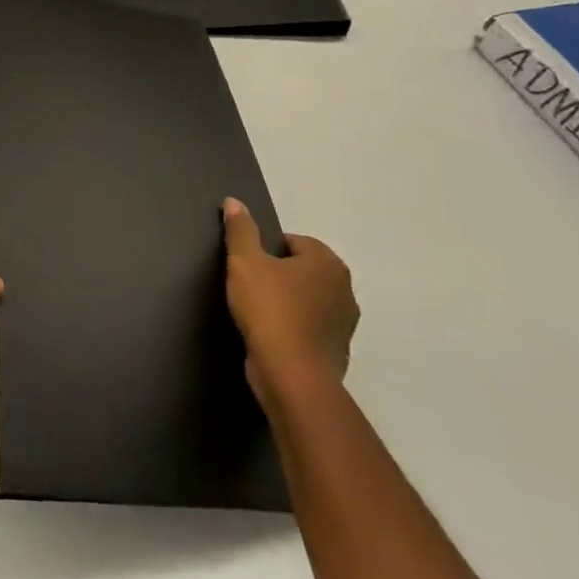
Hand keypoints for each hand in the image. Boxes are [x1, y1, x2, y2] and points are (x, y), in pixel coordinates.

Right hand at [222, 197, 357, 408]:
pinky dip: (294, 328)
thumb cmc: (269, 310)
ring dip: (288, 302)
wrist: (291, 376)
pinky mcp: (337, 351)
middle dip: (279, 275)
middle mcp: (345, 290)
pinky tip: (271, 336)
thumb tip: (234, 201)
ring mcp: (345, 324)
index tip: (248, 266)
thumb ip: (240, 230)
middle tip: (250, 286)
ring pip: (308, 300)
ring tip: (258, 313)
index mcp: (328, 263)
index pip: (294, 241)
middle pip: (303, 270)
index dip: (267, 250)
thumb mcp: (245, 262)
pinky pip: (310, 328)